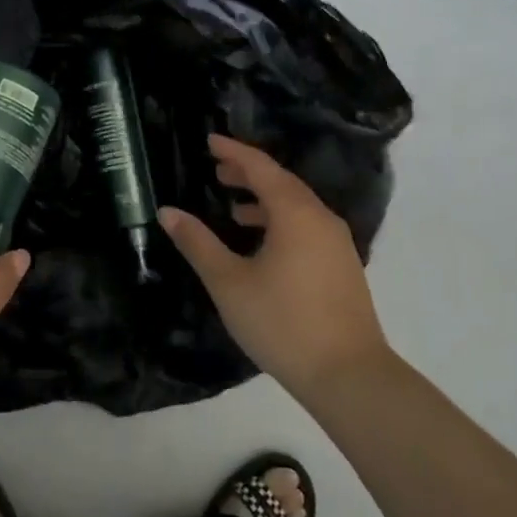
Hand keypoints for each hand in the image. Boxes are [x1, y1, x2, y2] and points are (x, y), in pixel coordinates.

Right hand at [159, 134, 390, 409]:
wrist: (349, 375)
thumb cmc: (282, 322)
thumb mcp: (228, 283)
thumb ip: (198, 243)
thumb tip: (168, 212)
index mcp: (295, 213)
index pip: (261, 168)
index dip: (233, 151)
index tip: (209, 141)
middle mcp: (321, 218)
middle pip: (282, 183)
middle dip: (249, 173)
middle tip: (217, 171)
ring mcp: (337, 243)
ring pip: (297, 206)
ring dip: (265, 200)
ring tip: (235, 209)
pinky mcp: (342, 266)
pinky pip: (307, 226)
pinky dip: (281, 221)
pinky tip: (263, 246)